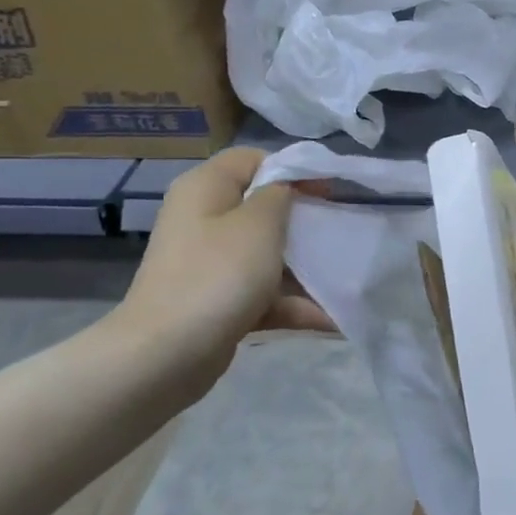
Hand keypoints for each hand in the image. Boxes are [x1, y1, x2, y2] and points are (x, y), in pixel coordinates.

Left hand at [112, 148, 334, 389]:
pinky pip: (265, 294)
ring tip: (348, 278)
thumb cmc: (218, 275)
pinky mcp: (220, 302)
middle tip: (341, 230)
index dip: (294, 169)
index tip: (330, 190)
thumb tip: (285, 188)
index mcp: (206, 189)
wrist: (167, 354)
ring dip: (307, 269)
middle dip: (306, 222)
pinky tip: (334, 318)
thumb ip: (279, 194)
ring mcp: (211, 264)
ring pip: (269, 255)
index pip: (254, 160)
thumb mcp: (259, 223)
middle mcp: (204, 220)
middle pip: (264, 209)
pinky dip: (295, 304)